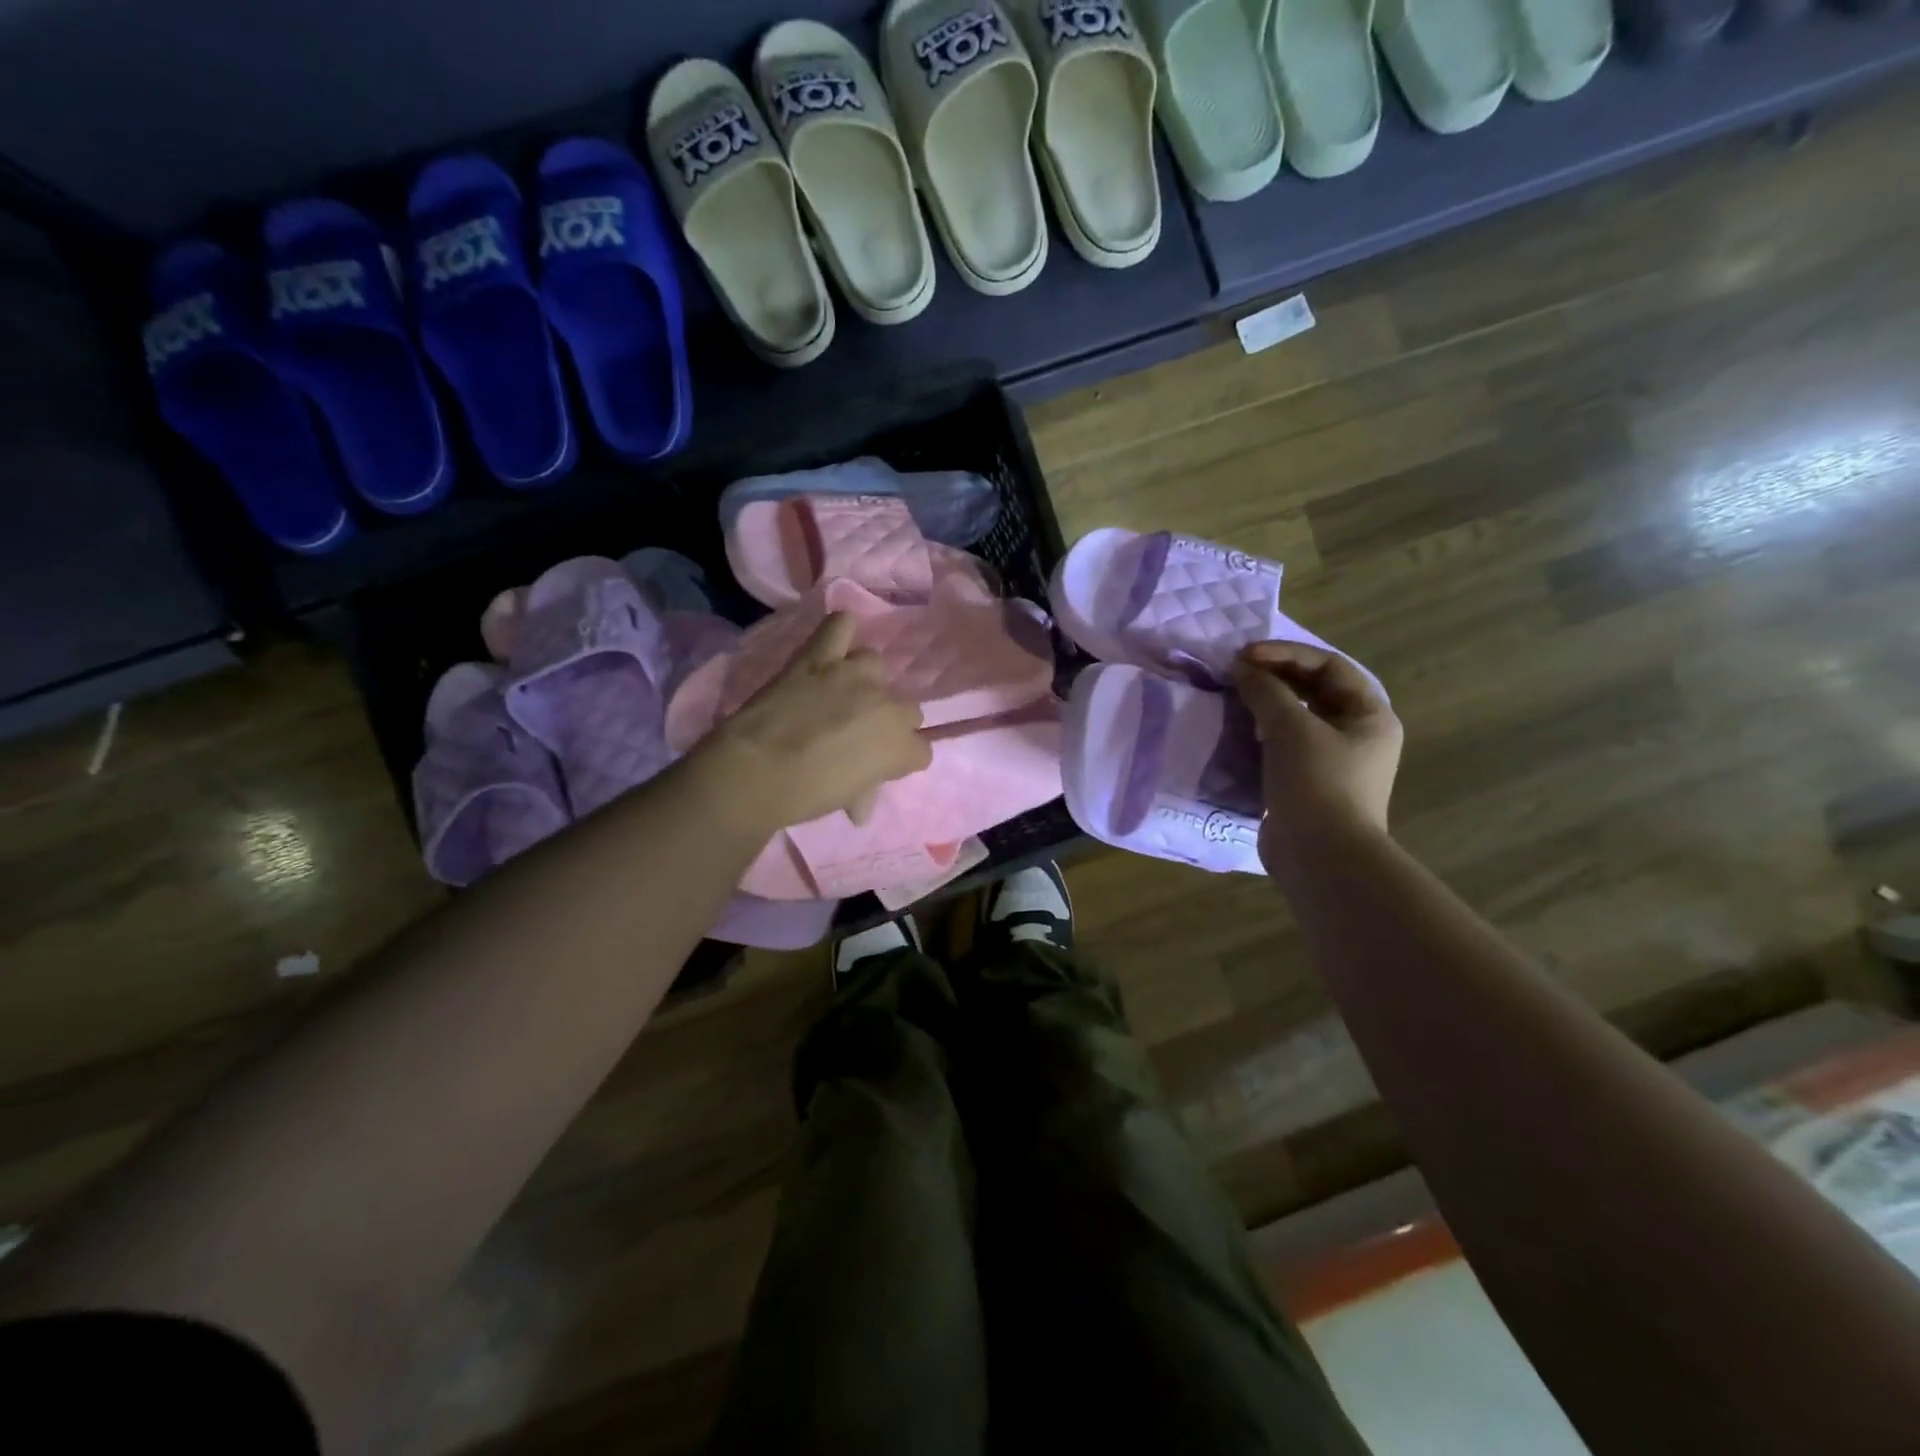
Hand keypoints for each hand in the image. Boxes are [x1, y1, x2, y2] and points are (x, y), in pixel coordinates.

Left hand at [695, 613, 931, 832]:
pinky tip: (834, 645)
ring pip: (877, 665)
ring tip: (843, 693)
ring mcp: (853, 675)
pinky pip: (841, 625)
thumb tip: (860, 804)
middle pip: (909, 709)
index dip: (901, 760)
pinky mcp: (819, 656)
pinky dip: (841, 631)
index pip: (921, 751)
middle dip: (890, 722)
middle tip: (860, 734)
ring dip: (865, 680)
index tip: (881, 767)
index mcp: (900, 746)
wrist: (756, 771)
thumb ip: (864, 791)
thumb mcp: (846, 799)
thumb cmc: (806, 796)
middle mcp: (887, 704)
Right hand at [1230, 642, 1402, 868]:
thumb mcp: (1291, 729)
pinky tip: (1239, 731)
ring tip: (1234, 698)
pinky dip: (1262, 733)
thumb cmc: (1317, 783)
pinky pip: (1285, 745)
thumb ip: (1266, 691)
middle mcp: (1357, 734)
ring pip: (1298, 718)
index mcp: (1369, 715)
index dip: (1287, 654)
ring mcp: (1333, 761)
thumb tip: (1242, 669)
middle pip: (1315, 690)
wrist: (1321, 856)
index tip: (1245, 656)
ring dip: (1266, 704)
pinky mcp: (1308, 783)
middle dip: (1275, 677)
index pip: (1329, 666)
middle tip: (1235, 672)